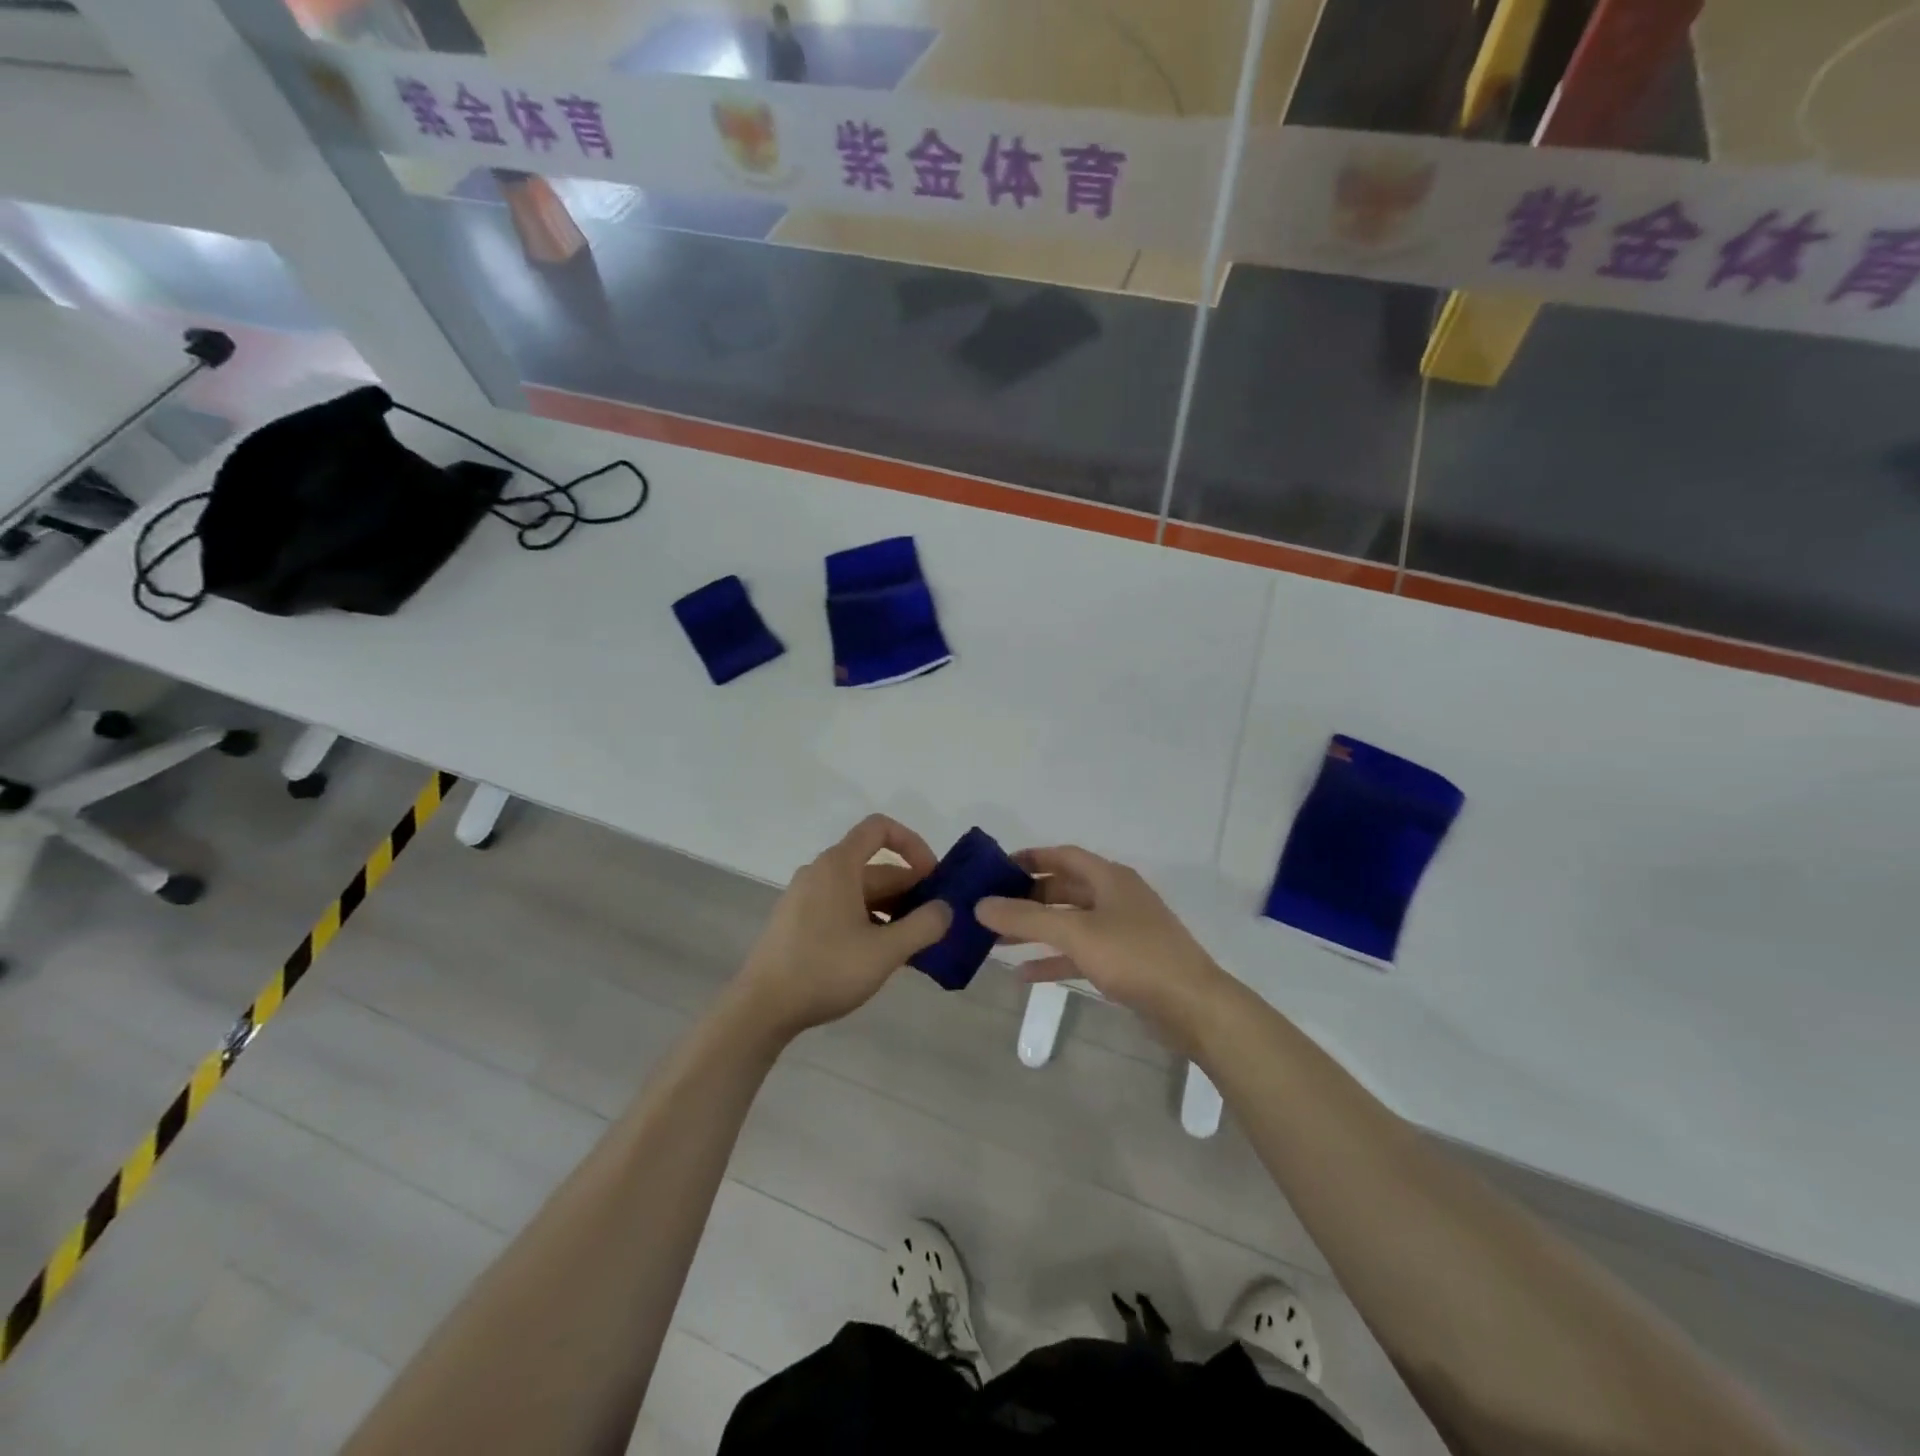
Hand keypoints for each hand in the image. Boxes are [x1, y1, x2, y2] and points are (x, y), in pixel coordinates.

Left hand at [733, 815, 951, 1039]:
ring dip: (891, 910)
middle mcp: (820, 872)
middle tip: (934, 924)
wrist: (762, 1008)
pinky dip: (867, 921)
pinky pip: (842, 908)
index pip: (880, 828)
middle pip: (874, 867)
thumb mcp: (885, 951)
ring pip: (859, 892)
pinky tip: (880, 956)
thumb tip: (945, 909)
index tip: (933, 878)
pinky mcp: (797, 922)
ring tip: (912, 946)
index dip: (913, 844)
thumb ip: (924, 926)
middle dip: (909, 891)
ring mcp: (805, 897)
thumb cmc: (826, 970)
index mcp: (838, 865)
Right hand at [975, 846, 1229, 1042]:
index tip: (995, 869)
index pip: (1063, 855)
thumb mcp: (1076, 933)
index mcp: (1109, 878)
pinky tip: (1024, 974)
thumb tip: (980, 904)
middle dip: (1028, 898)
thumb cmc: (1134, 957)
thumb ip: (1026, 917)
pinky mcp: (1125, 963)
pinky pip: (1081, 953)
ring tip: (997, 940)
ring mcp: (1122, 931)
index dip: (1030, 858)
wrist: (1193, 1007)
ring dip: (1036, 930)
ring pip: (1070, 922)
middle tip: (991, 908)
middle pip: (1064, 888)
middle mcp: (1116, 897)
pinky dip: (1054, 959)